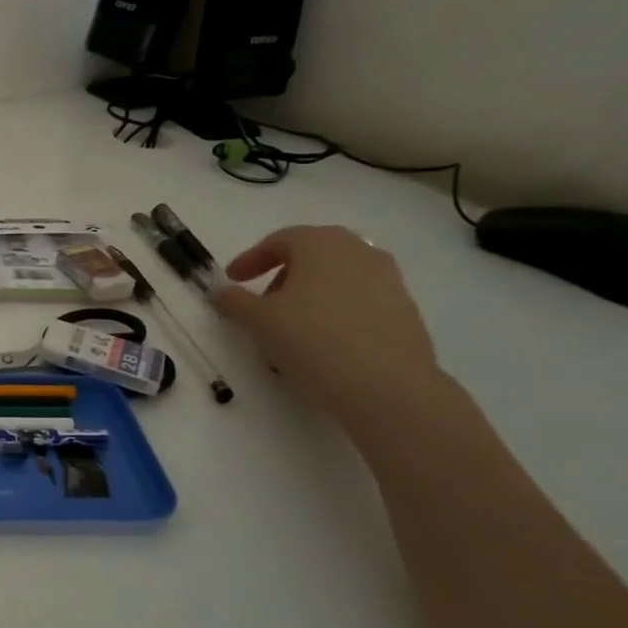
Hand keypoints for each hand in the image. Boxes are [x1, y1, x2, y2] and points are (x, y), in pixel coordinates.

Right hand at [210, 225, 443, 424]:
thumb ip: (233, 301)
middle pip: (312, 255)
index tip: (233, 280)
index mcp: (321, 244)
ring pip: (337, 278)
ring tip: (292, 326)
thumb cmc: (312, 340)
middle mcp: (359, 251)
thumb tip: (222, 292)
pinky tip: (323, 342)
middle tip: (263, 302)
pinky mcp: (406, 310)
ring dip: (310, 295)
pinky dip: (335, 312)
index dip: (251, 259)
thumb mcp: (257, 321)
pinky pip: (359, 301)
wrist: (388, 387)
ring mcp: (389, 280)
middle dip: (282, 275)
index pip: (279, 240)